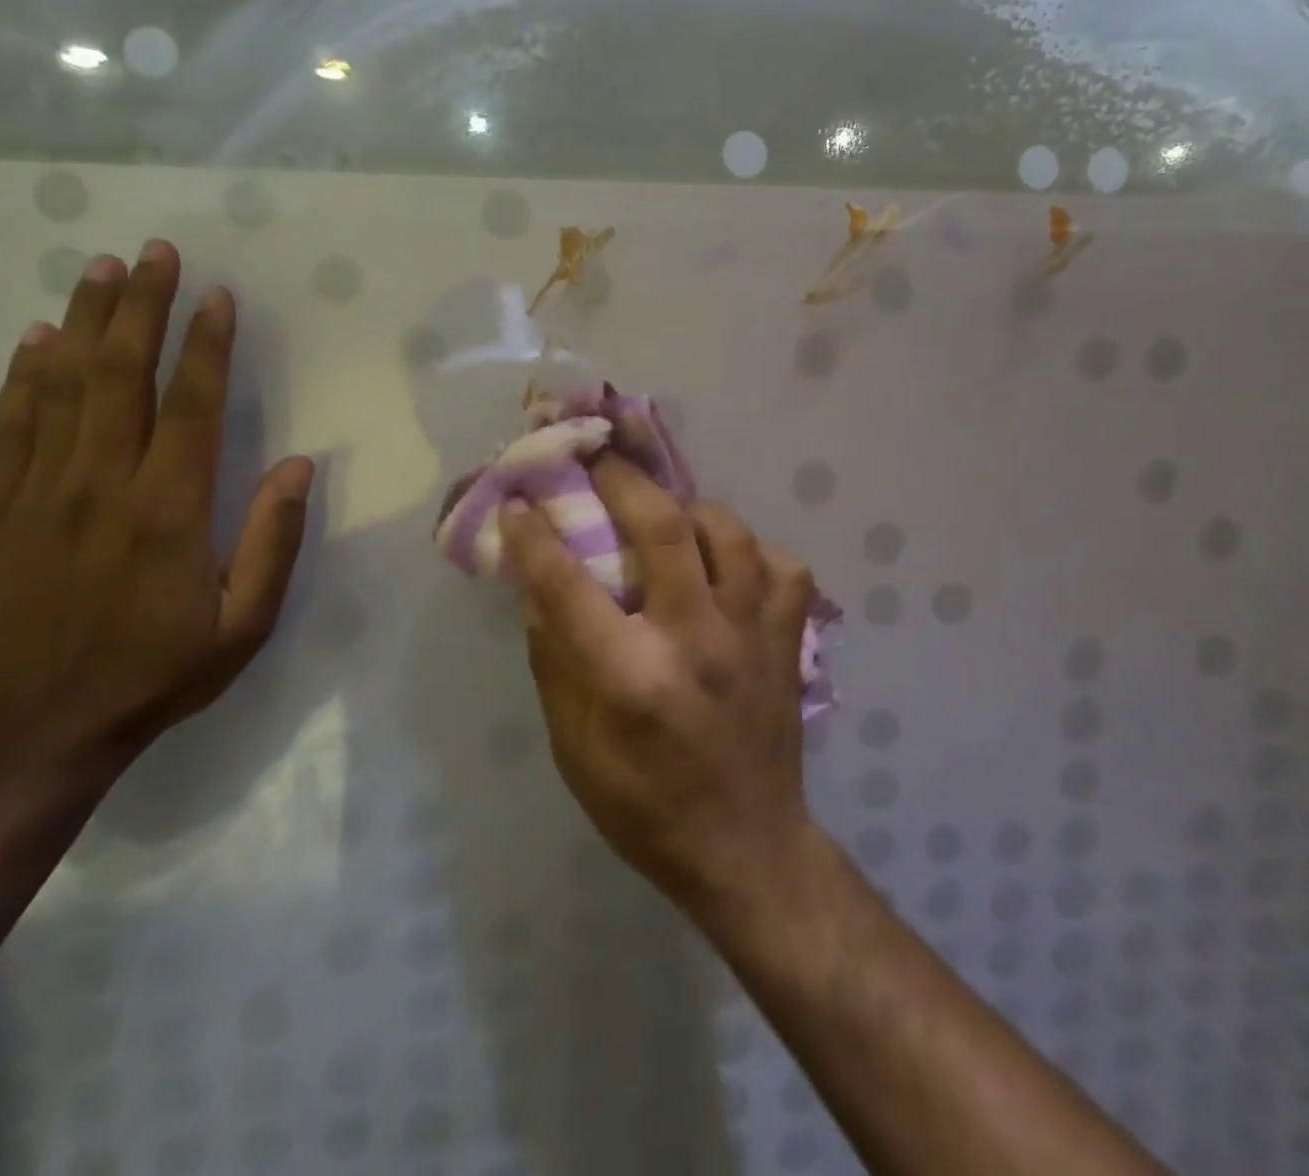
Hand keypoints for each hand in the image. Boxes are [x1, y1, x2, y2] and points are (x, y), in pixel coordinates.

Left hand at [0, 239, 311, 773]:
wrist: (49, 723)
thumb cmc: (163, 670)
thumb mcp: (245, 623)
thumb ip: (273, 541)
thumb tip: (295, 465)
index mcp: (168, 511)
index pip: (188, 406)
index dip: (205, 345)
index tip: (217, 296)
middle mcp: (101, 485)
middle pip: (119, 376)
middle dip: (140, 308)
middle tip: (154, 252)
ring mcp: (42, 493)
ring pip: (61, 388)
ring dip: (84, 323)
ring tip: (100, 270)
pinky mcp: (3, 509)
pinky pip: (10, 427)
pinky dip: (23, 377)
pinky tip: (36, 340)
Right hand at [499, 457, 820, 917]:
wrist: (748, 851)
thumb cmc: (645, 809)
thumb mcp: (574, 749)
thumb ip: (555, 662)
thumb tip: (538, 590)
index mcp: (632, 677)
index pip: (569, 584)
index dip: (535, 535)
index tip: (518, 502)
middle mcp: (697, 640)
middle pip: (662, 527)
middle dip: (620, 479)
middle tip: (596, 458)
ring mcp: (754, 636)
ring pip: (729, 533)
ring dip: (687, 508)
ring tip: (662, 510)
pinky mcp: (790, 640)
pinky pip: (780, 567)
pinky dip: (750, 552)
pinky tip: (726, 564)